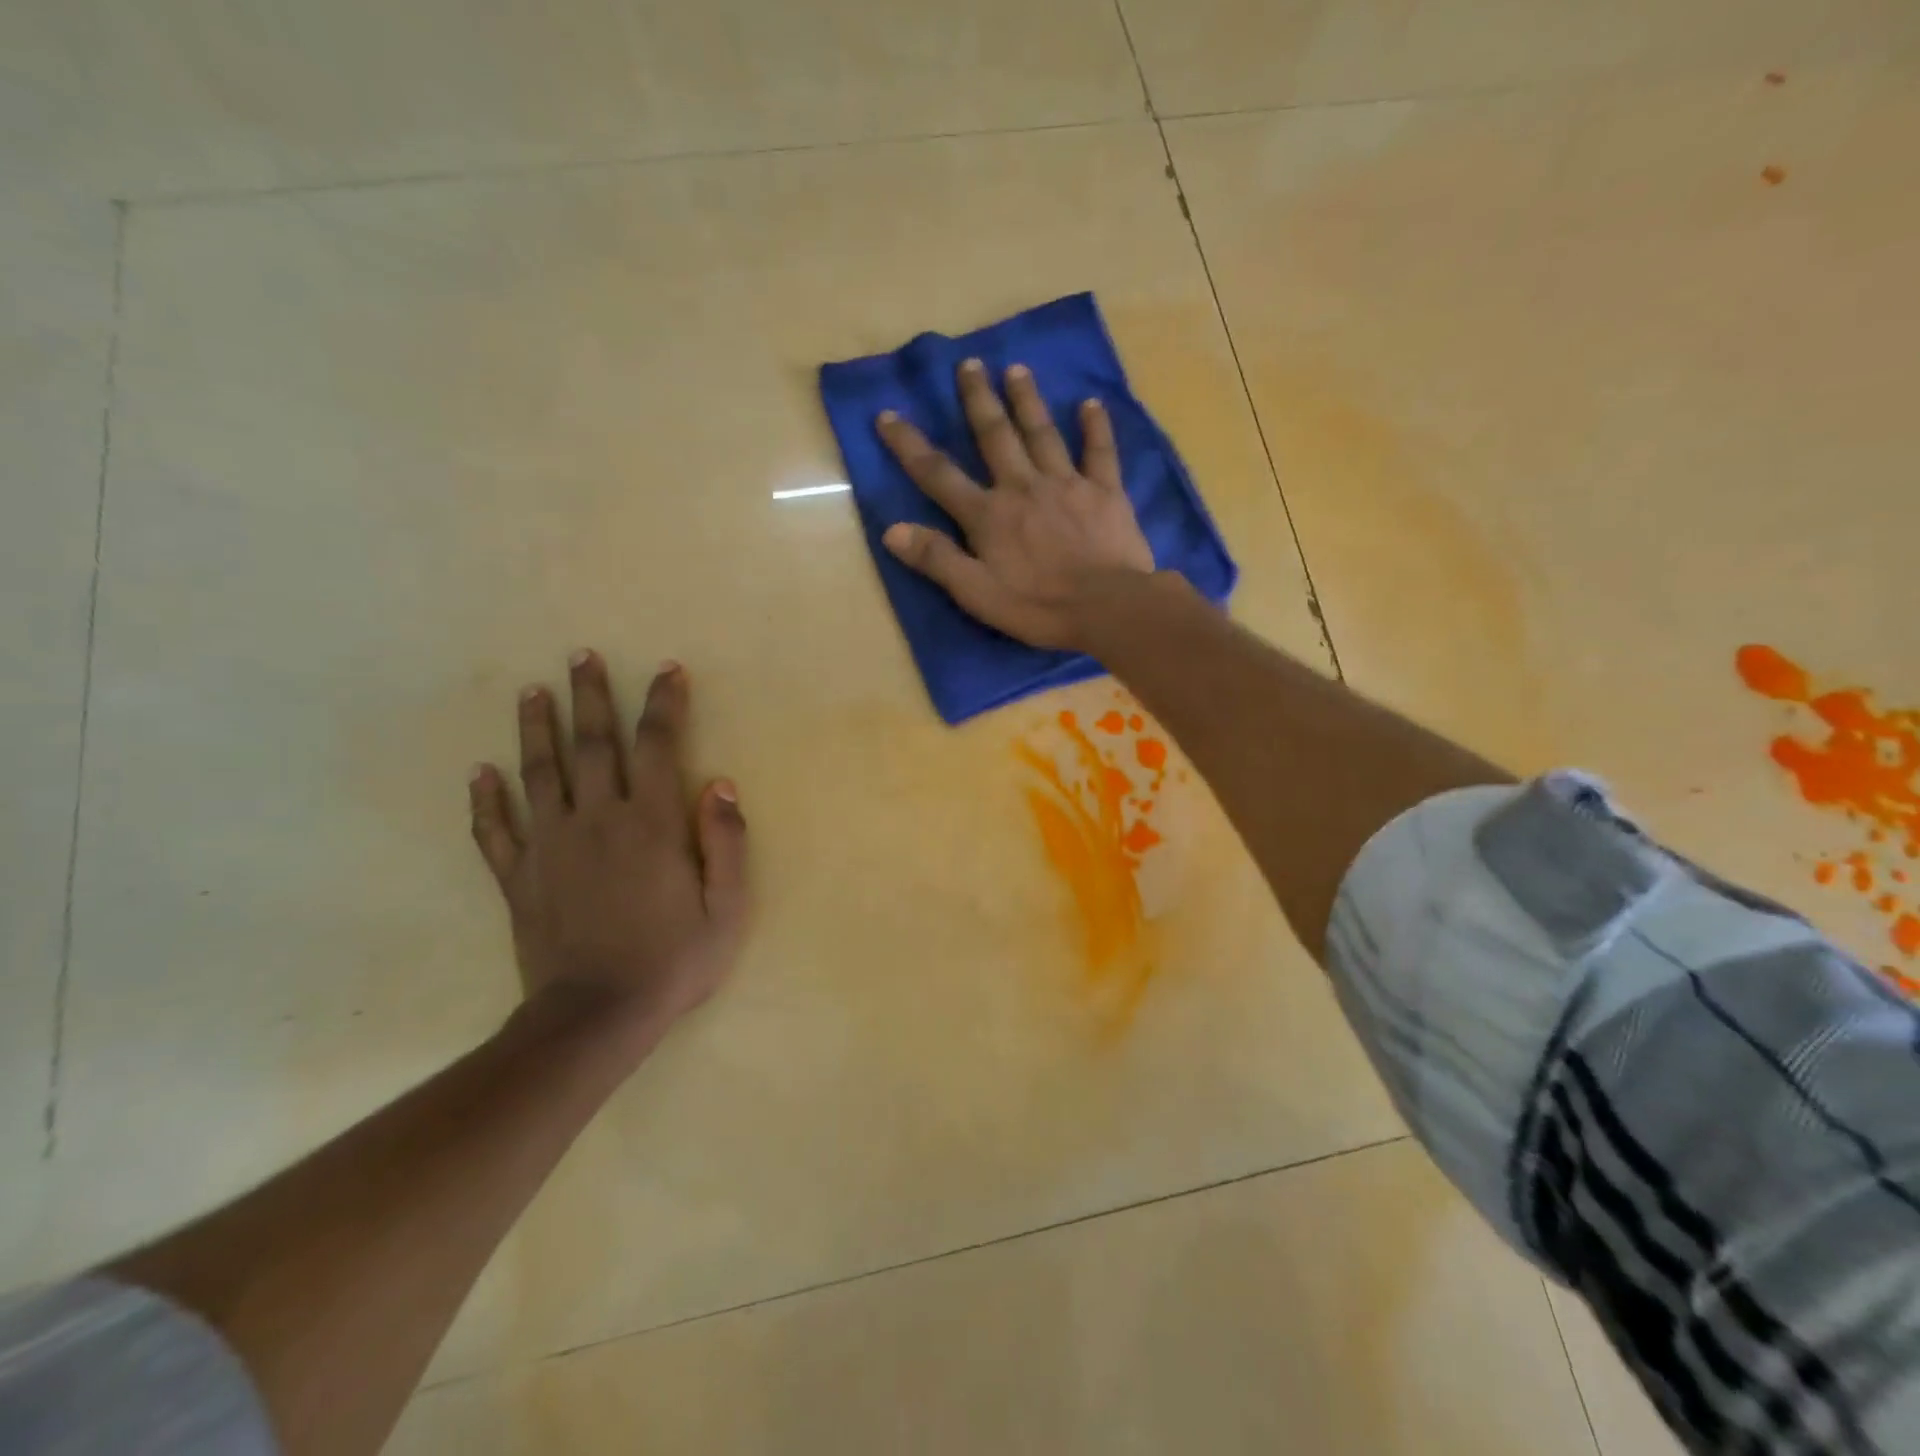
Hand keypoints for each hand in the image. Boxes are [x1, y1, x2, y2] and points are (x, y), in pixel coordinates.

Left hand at [468, 653, 748, 1057]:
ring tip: (530, 692)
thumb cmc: (673, 961)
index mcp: (652, 824)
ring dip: (535, 729)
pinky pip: (496, 831)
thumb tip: (721, 783)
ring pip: (539, 774)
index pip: (658, 746)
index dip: (663, 704)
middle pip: (592, 745)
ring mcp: (551, 847)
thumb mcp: (727, 908)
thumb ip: (726, 842)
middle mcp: (598, 821)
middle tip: (580, 656)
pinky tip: (479, 773)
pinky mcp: (520, 878)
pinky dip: (486, 800)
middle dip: (590, 697)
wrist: (597, 1018)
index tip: (666, 670)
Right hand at [876, 358, 1153, 650]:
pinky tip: (1091, 404)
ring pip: (1042, 433)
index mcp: (988, 515)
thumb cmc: (1038, 607)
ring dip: (1027, 400)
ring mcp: (1067, 484)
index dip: (909, 445)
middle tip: (969, 364)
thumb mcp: (976, 593)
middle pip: (995, 436)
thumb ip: (936, 559)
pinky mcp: (1106, 492)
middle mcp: (1023, 487)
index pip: (939, 474)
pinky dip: (1095, 427)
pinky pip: (1100, 452)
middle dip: (978, 400)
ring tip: (1017, 370)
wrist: (1107, 607)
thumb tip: (891, 530)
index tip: (888, 414)